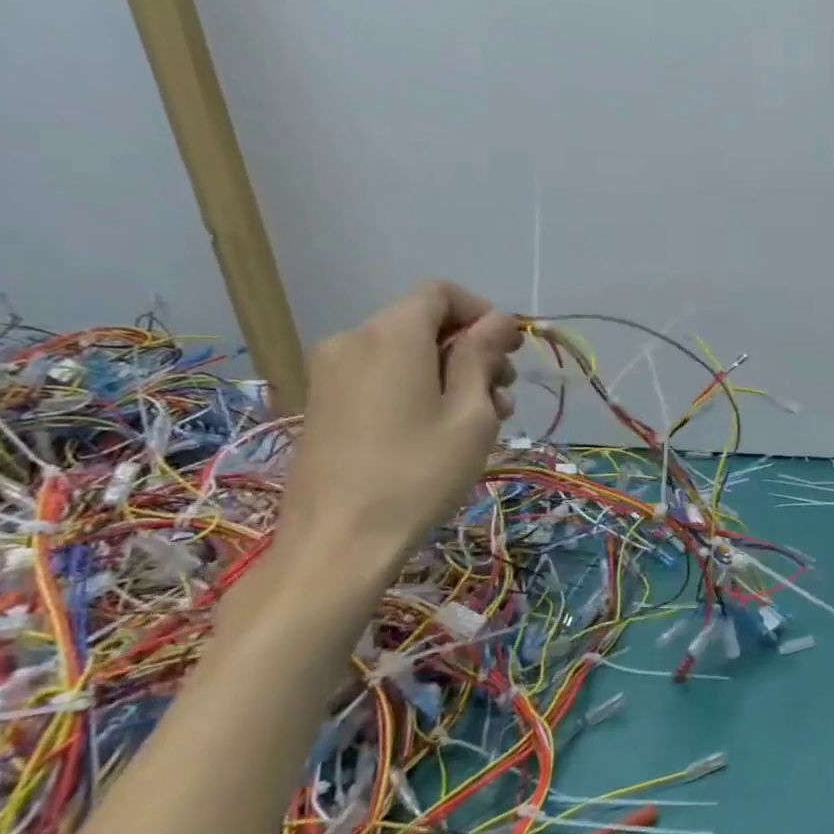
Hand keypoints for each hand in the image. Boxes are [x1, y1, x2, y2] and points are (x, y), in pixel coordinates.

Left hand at [279, 281, 522, 563]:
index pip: (440, 293)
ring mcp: (331, 371)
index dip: (482, 313)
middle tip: (503, 395)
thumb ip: (482, 357)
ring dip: (448, 372)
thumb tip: (497, 320)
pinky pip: (380, 374)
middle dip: (470, 348)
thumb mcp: (470, 414)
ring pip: (404, 351)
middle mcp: (353, 339)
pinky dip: (417, 387)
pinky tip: (440, 428)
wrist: (339, 539)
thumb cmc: (418, 473)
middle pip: (423, 322)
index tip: (510, 351)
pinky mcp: (323, 401)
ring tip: (480, 420)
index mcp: (391, 335)